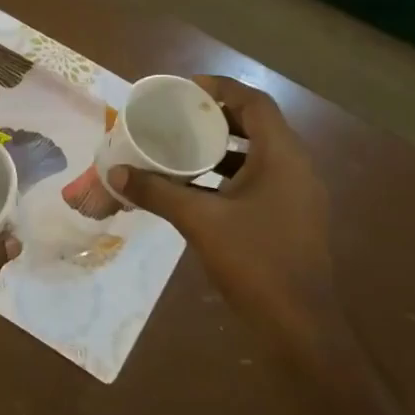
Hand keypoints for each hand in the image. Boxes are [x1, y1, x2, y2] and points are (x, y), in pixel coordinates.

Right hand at [108, 76, 335, 333]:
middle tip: (176, 117)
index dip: (220, 88)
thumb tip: (116, 172)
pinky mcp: (290, 218)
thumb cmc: (254, 261)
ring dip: (220, 148)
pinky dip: (227, 176)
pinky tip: (195, 189)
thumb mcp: (199, 221)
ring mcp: (296, 195)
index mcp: (282, 156)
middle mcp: (295, 168)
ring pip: (256, 155)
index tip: (183, 90)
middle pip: (256, 125)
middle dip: (215, 118)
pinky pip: (258, 181)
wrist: (298, 326)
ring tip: (180, 148)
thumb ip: (157, 192)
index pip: (254, 102)